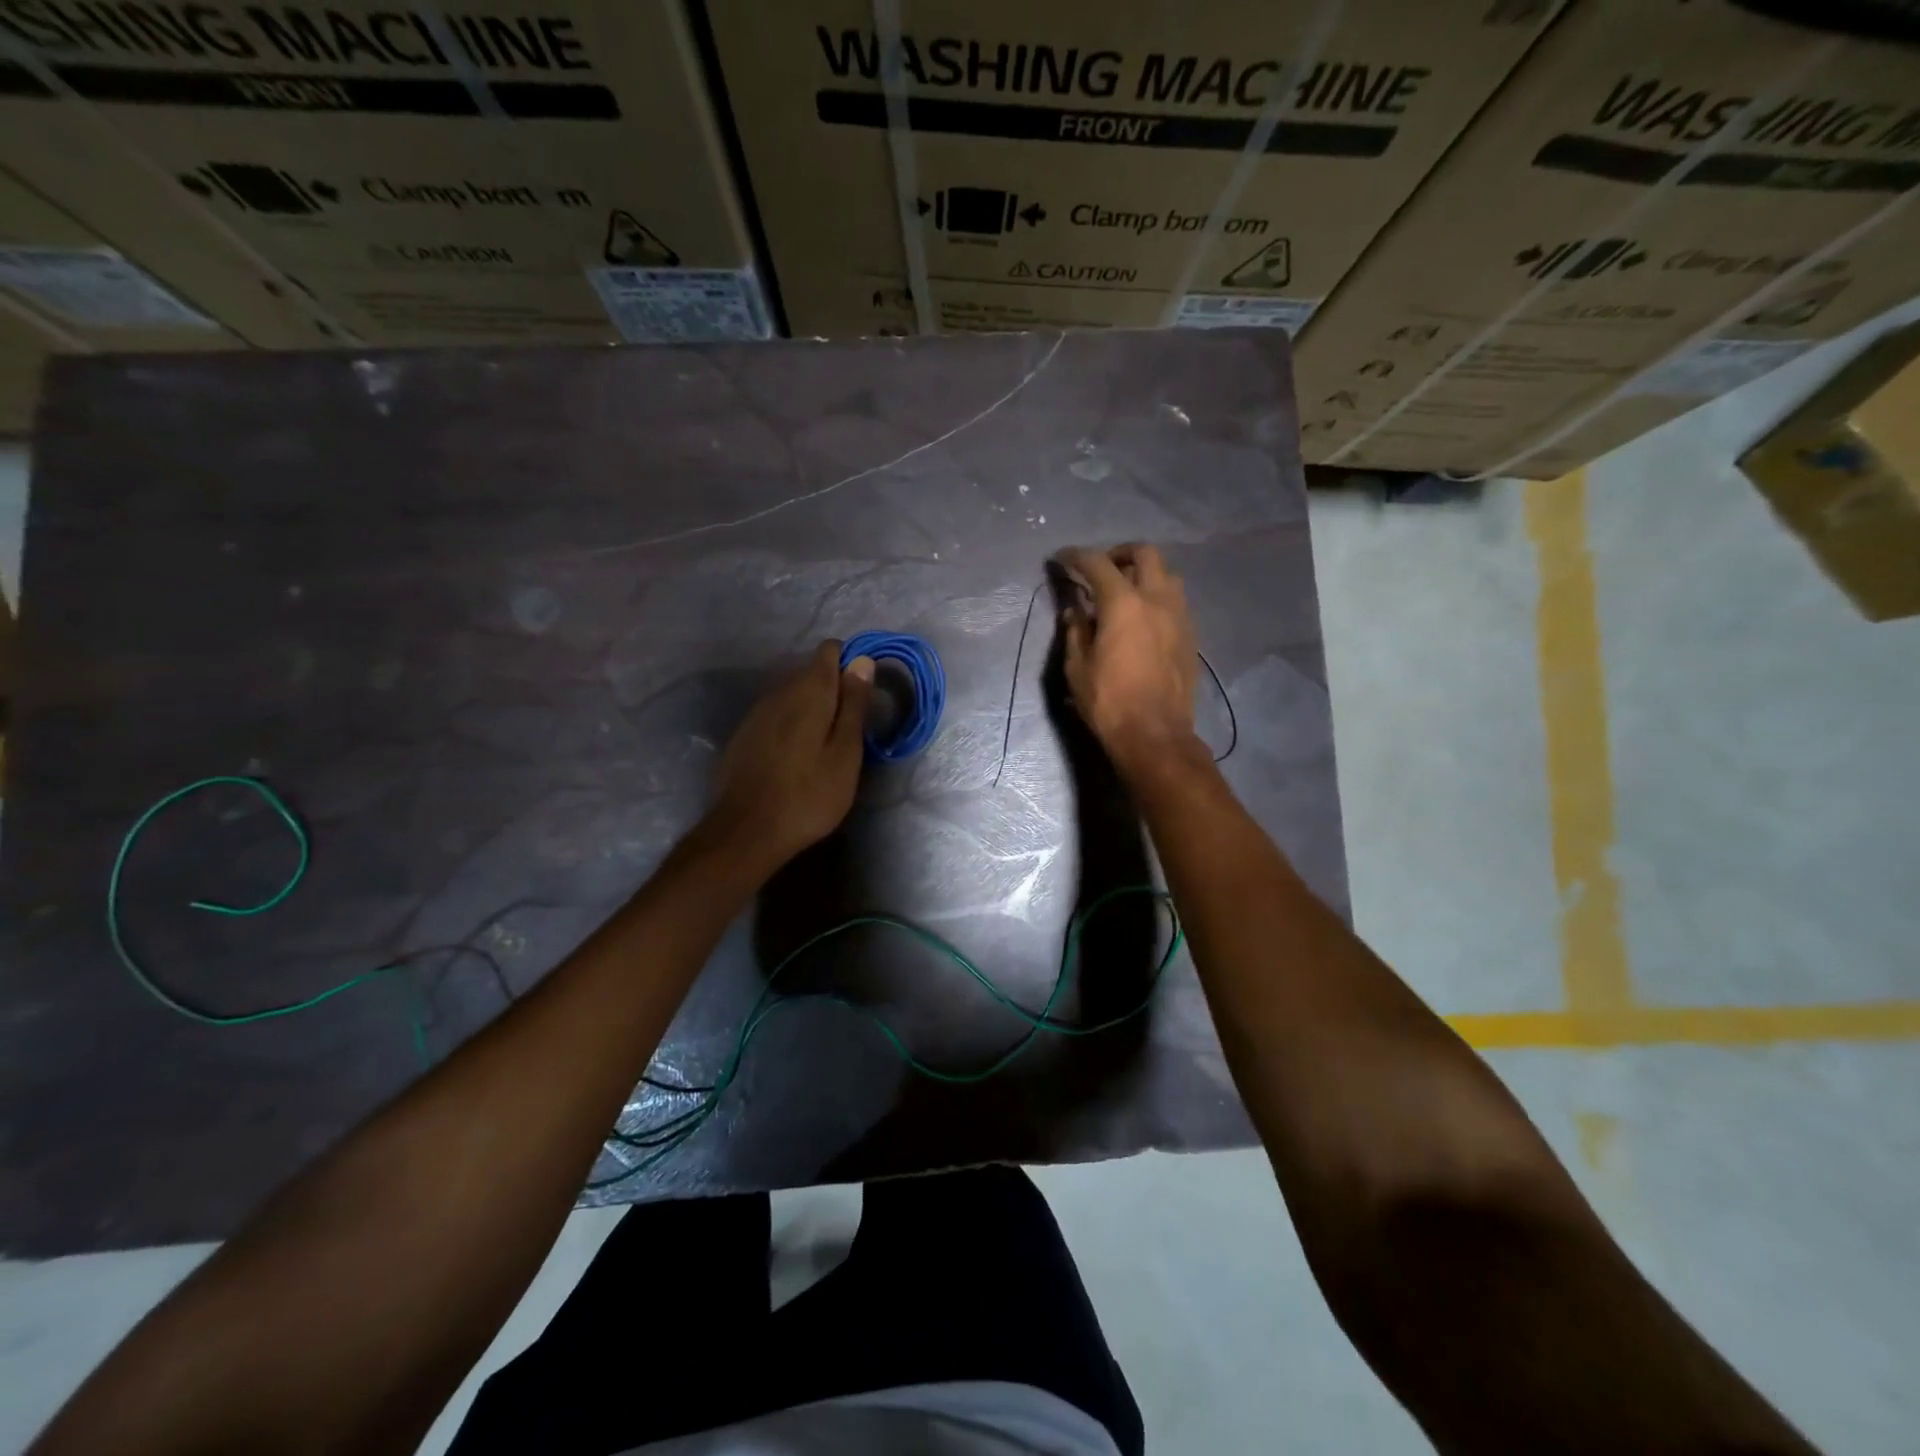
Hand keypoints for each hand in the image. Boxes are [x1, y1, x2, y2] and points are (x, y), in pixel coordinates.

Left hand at [706, 640, 874, 870]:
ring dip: (812, 709)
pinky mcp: (744, 734)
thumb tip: (862, 660)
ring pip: (792, 694)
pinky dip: (792, 725)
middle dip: (833, 690)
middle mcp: (779, 692)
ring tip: (825, 746)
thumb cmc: (809, 794)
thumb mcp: (845, 753)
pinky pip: (776, 715)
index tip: (863, 697)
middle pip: (810, 672)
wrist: (746, 831)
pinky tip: (797, 756)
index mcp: (808, 691)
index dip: (851, 665)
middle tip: (850, 731)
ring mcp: (757, 713)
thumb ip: (854, 704)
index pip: (830, 651)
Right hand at [1057, 544, 1199, 769]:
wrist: (1155, 735)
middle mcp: (1157, 600)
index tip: (1062, 558)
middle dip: (1119, 553)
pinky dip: (1157, 597)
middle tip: (1101, 568)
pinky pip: (1176, 601)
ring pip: (1167, 575)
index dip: (1076, 556)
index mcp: (1124, 604)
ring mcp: (1180, 616)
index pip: (1097, 564)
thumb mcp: (1077, 668)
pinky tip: (1144, 618)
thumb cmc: (1109, 702)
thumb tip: (1074, 611)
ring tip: (1125, 592)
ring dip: (1145, 573)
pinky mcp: (1191, 636)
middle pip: (1144, 554)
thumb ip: (1076, 631)